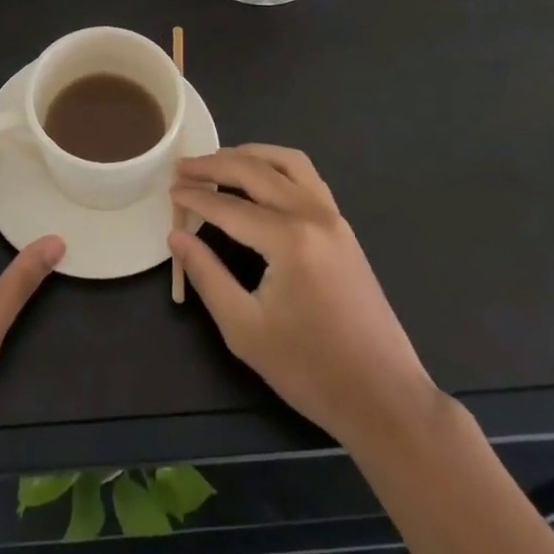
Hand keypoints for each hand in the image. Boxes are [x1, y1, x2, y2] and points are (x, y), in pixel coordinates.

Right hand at [170, 145, 436, 446]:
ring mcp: (333, 216)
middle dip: (214, 165)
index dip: (195, 197)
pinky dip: (276, 166)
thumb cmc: (311, 371)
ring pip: (286, 162)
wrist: (385, 398)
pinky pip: (306, 176)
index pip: (229, 207)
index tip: (168, 191)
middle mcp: (312, 214)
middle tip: (183, 168)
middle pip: (255, 171)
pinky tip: (260, 179)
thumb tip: (176, 238)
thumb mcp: (245, 330)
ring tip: (218, 162)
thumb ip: (207, 276)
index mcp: (289, 240)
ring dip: (249, 155)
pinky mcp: (343, 226)